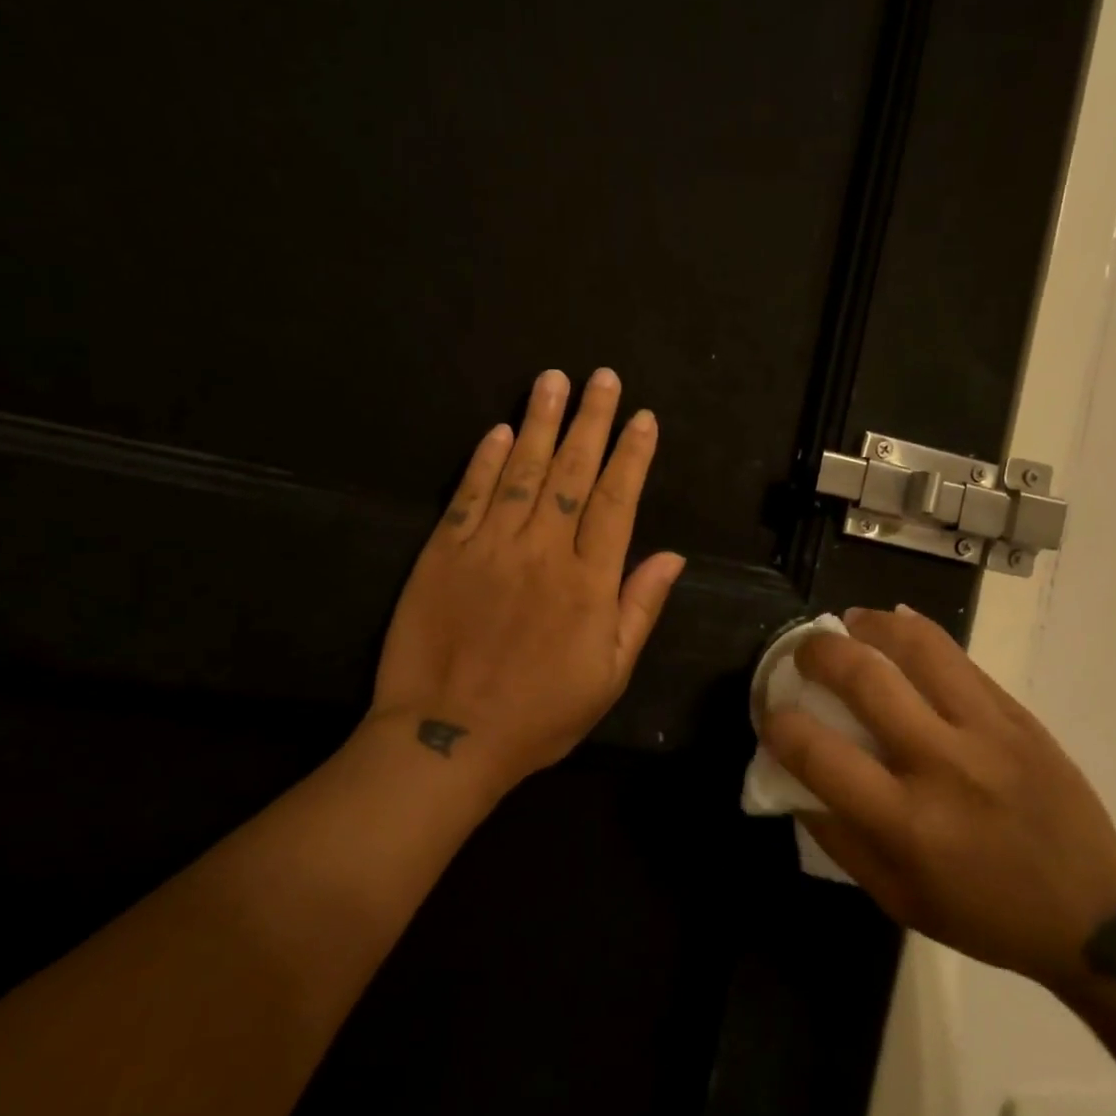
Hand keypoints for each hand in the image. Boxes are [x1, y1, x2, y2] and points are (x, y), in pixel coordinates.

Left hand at [369, 368, 686, 796]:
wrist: (447, 738)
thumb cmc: (539, 714)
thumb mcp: (609, 675)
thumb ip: (639, 609)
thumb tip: (673, 556)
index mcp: (589, 582)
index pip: (617, 501)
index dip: (631, 455)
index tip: (642, 417)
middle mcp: (543, 552)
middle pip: (573, 473)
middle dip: (591, 421)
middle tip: (601, 377)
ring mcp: (489, 548)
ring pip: (522, 472)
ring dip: (540, 423)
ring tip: (553, 380)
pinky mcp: (443, 553)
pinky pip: (469, 496)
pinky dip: (485, 460)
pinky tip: (500, 430)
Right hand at [761, 607, 1115, 993]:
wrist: (1096, 913)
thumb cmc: (986, 915)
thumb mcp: (898, 899)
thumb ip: (839, 837)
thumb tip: (795, 780)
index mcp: (909, 823)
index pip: (821, 755)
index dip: (781, 724)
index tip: (772, 714)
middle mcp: (944, 765)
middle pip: (866, 679)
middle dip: (818, 654)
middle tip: (803, 652)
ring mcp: (988, 731)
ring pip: (918, 647)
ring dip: (871, 625)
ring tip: (850, 623)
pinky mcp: (1017, 714)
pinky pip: (958, 656)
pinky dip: (916, 632)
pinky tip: (895, 627)